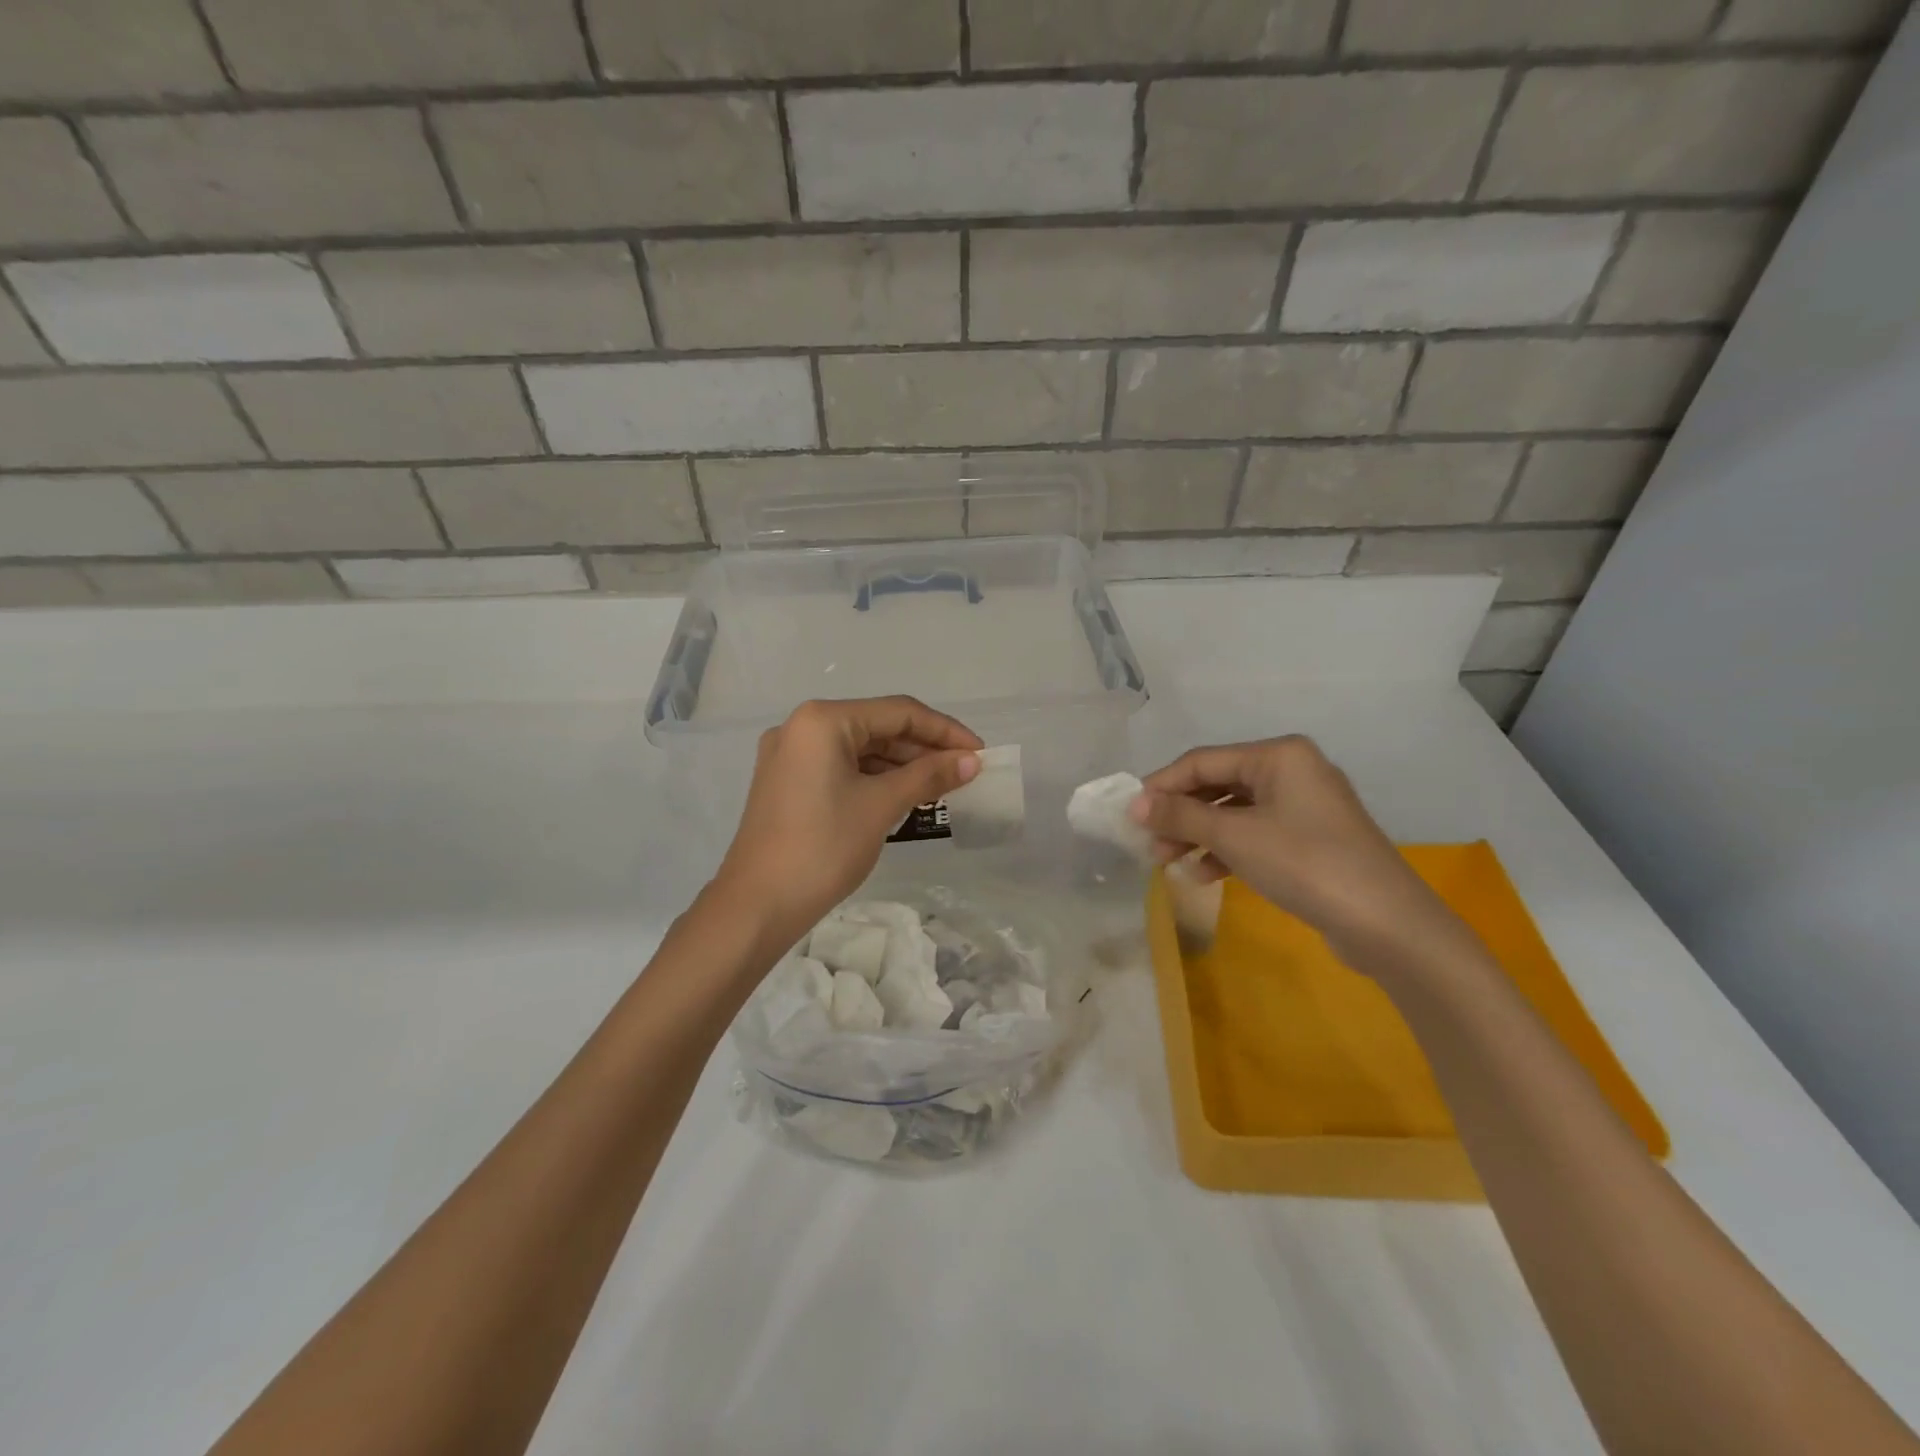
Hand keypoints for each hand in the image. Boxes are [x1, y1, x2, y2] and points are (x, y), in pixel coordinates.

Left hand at [710, 697, 981, 953]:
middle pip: (878, 727)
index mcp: (823, 720)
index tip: (980, 752)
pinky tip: (904, 795)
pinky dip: (875, 778)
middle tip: (964, 773)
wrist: (756, 906)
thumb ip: (929, 775)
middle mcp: (802, 726)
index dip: (944, 731)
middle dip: (923, 749)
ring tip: (941, 787)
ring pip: (860, 749)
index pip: (898, 713)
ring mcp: (791, 755)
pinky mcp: (787, 781)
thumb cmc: (823, 848)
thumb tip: (971, 761)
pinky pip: (842, 768)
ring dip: (901, 765)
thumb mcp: (881, 806)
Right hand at [1131, 736, 1469, 973]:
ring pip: (1234, 813)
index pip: (1203, 761)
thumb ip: (1181, 816)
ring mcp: (1304, 807)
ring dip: (1199, 835)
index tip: (1129, 813)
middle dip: (1180, 815)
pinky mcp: (1310, 840)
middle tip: (1148, 843)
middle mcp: (1292, 771)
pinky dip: (1227, 851)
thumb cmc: (1305, 863)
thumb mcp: (1235, 836)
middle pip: (1218, 785)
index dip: (1162, 786)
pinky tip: (1203, 875)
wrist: (1386, 924)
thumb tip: (1133, 804)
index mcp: (1279, 755)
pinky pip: (1255, 835)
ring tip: (1168, 862)